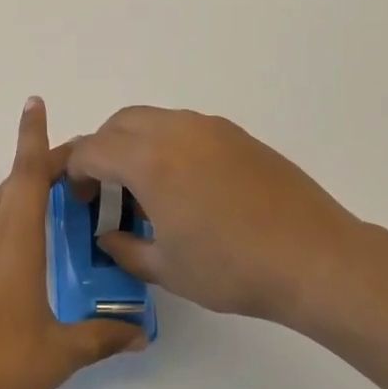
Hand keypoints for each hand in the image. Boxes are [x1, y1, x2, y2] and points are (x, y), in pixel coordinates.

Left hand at [0, 97, 146, 388]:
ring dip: (16, 210)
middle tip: (71, 182)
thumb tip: (140, 333)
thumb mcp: (58, 354)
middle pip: (12, 188)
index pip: (28, 172)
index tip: (34, 101)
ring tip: (42, 236)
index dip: (33, 135)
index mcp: (14, 239)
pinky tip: (1, 278)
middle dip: (39, 174)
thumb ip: (101, 336)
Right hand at [67, 106, 370, 324]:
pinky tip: (185, 186)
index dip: (73, 170)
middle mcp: (175, 130)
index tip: (77, 196)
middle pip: (119, 123)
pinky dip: (168, 145)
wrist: (314, 258)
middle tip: (104, 189)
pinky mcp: (237, 135)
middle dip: (101, 150)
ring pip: (154, 119)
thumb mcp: (167, 268)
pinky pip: (186, 128)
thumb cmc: (232, 268)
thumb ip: (125, 249)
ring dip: (135, 144)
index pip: (92, 150)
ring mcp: (210, 128)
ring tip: (145, 188)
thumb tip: (107, 237)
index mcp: (148, 160)